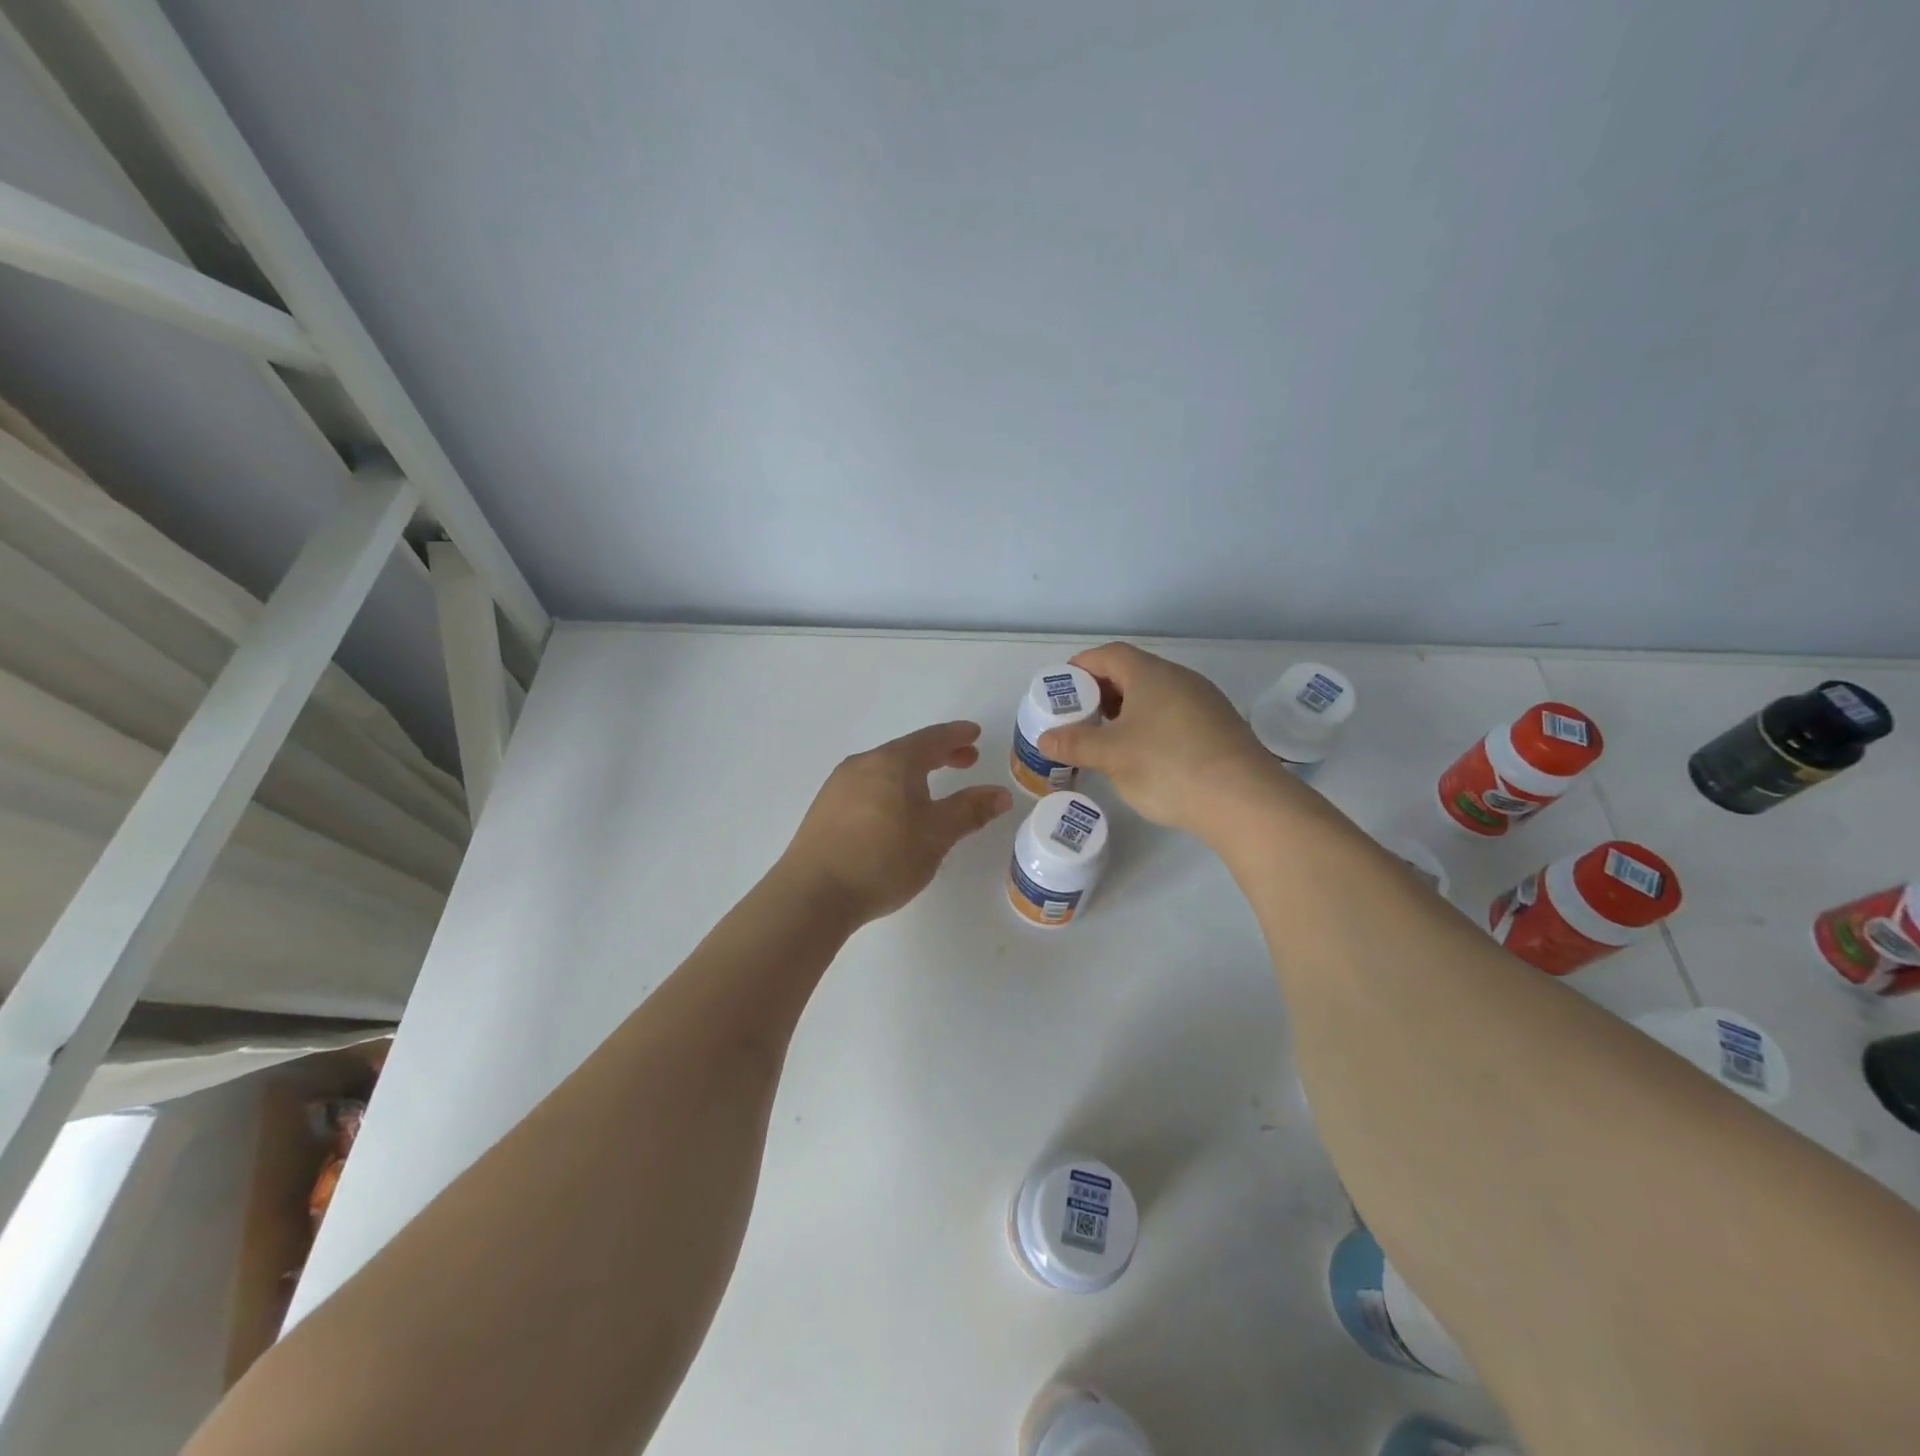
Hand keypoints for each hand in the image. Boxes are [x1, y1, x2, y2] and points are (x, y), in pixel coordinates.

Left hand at [779, 721, 1012, 924]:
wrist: (813, 893)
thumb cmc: (883, 858)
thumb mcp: (936, 836)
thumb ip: (969, 811)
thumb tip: (1001, 794)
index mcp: (892, 762)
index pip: (932, 739)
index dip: (956, 736)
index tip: (975, 734)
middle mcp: (863, 764)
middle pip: (907, 751)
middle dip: (939, 754)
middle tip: (965, 760)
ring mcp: (838, 786)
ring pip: (885, 770)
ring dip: (913, 774)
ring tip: (932, 788)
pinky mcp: (824, 810)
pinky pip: (867, 787)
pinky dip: (891, 789)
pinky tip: (895, 812)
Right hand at [1037, 642, 1277, 833]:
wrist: (1244, 800)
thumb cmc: (1168, 766)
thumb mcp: (1112, 756)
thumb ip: (1075, 743)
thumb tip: (1045, 739)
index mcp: (1151, 674)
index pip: (1109, 654)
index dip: (1082, 667)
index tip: (1062, 688)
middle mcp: (1180, 679)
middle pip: (1133, 672)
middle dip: (1102, 691)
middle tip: (1079, 716)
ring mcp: (1204, 702)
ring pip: (1155, 695)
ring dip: (1127, 710)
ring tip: (1106, 738)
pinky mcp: (1218, 727)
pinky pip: (1174, 715)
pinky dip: (1150, 725)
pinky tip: (1144, 754)